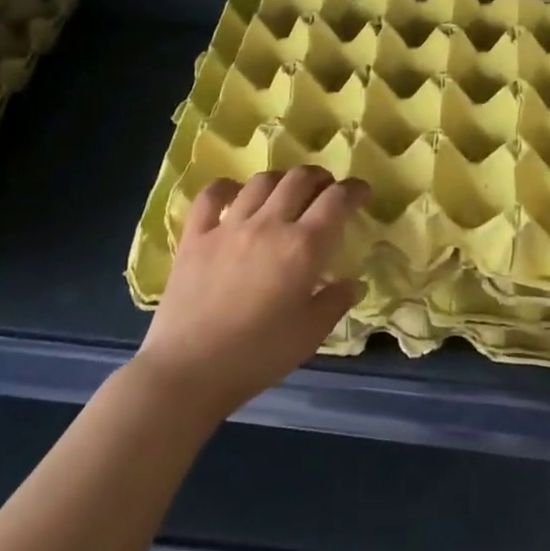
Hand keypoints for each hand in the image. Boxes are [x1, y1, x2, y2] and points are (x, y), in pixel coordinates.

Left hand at [137, 167, 366, 424]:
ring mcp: (230, 226)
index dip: (354, 190)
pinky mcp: (196, 236)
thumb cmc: (257, 357)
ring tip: (286, 191)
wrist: (188, 373)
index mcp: (303, 247)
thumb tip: (354, 282)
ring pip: (262, 181)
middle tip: (325, 190)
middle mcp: (269, 224)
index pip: (337, 200)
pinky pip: (212, 195)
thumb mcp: (309, 336)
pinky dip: (227, 187)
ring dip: (281, 180)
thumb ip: (335, 302)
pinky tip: (236, 194)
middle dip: (319, 178)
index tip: (361, 192)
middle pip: (299, 179)